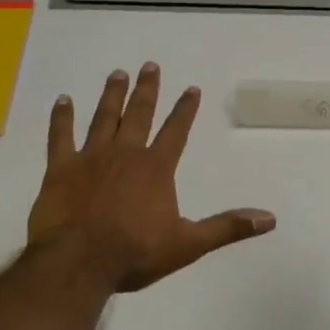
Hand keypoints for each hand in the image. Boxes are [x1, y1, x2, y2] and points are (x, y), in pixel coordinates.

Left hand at [27, 64, 275, 291]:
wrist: (77, 263)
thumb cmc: (134, 253)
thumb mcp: (188, 244)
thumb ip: (227, 227)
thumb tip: (270, 219)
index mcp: (156, 169)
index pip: (176, 131)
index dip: (185, 109)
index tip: (191, 88)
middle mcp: (125, 154)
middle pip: (139, 114)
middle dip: (147, 90)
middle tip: (149, 66)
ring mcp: (90, 158)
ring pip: (103, 118)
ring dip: (112, 95)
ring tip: (118, 73)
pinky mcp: (61, 169)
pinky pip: (60, 136)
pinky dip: (61, 117)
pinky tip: (63, 100)